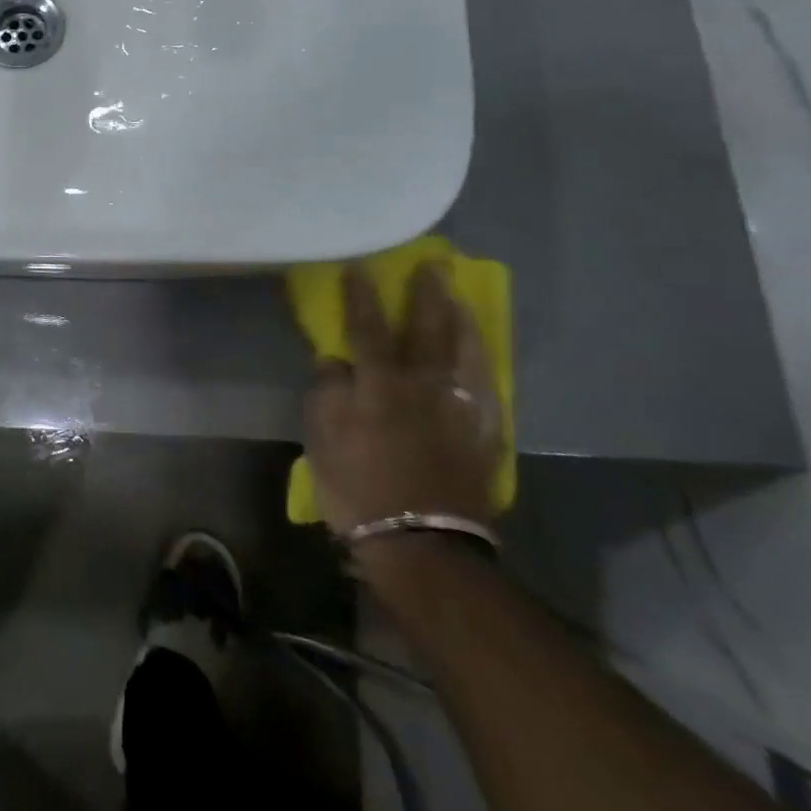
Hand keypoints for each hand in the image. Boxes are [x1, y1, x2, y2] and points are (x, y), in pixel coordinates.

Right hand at [303, 263, 501, 541]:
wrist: (421, 545)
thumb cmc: (358, 486)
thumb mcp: (322, 436)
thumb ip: (327, 389)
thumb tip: (336, 360)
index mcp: (381, 382)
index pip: (368, 326)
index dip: (362, 295)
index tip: (361, 266)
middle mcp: (425, 385)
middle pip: (428, 328)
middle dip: (429, 293)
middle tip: (434, 265)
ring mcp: (460, 409)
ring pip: (467, 352)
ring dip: (463, 320)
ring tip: (460, 300)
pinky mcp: (484, 435)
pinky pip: (488, 389)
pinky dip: (483, 366)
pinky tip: (481, 358)